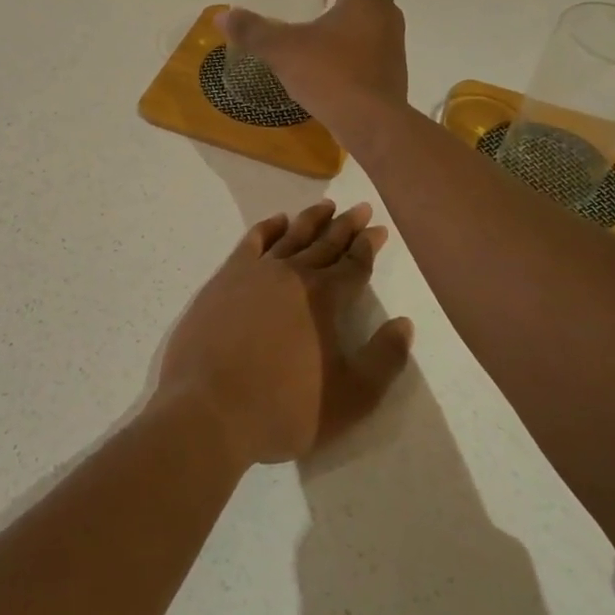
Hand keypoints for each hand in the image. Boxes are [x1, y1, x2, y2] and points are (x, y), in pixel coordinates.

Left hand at [158, 201, 413, 466]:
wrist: (209, 409)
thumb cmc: (283, 408)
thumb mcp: (351, 398)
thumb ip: (384, 360)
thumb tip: (405, 324)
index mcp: (324, 298)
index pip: (354, 264)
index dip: (369, 246)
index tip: (379, 229)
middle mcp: (293, 275)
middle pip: (325, 243)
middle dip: (346, 225)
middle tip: (361, 207)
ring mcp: (255, 272)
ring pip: (291, 237)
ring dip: (311, 220)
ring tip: (326, 205)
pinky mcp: (224, 279)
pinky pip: (252, 242)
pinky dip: (267, 228)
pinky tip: (276, 221)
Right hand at [215, 0, 406, 137]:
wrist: (372, 122)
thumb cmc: (330, 74)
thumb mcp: (283, 50)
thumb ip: (253, 31)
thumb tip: (221, 16)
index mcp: (366, 0)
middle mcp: (386, 17)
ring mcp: (394, 46)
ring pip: (378, 19)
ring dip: (357, 14)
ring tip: (330, 22)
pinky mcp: (393, 72)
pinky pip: (377, 45)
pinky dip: (360, 41)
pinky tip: (336, 57)